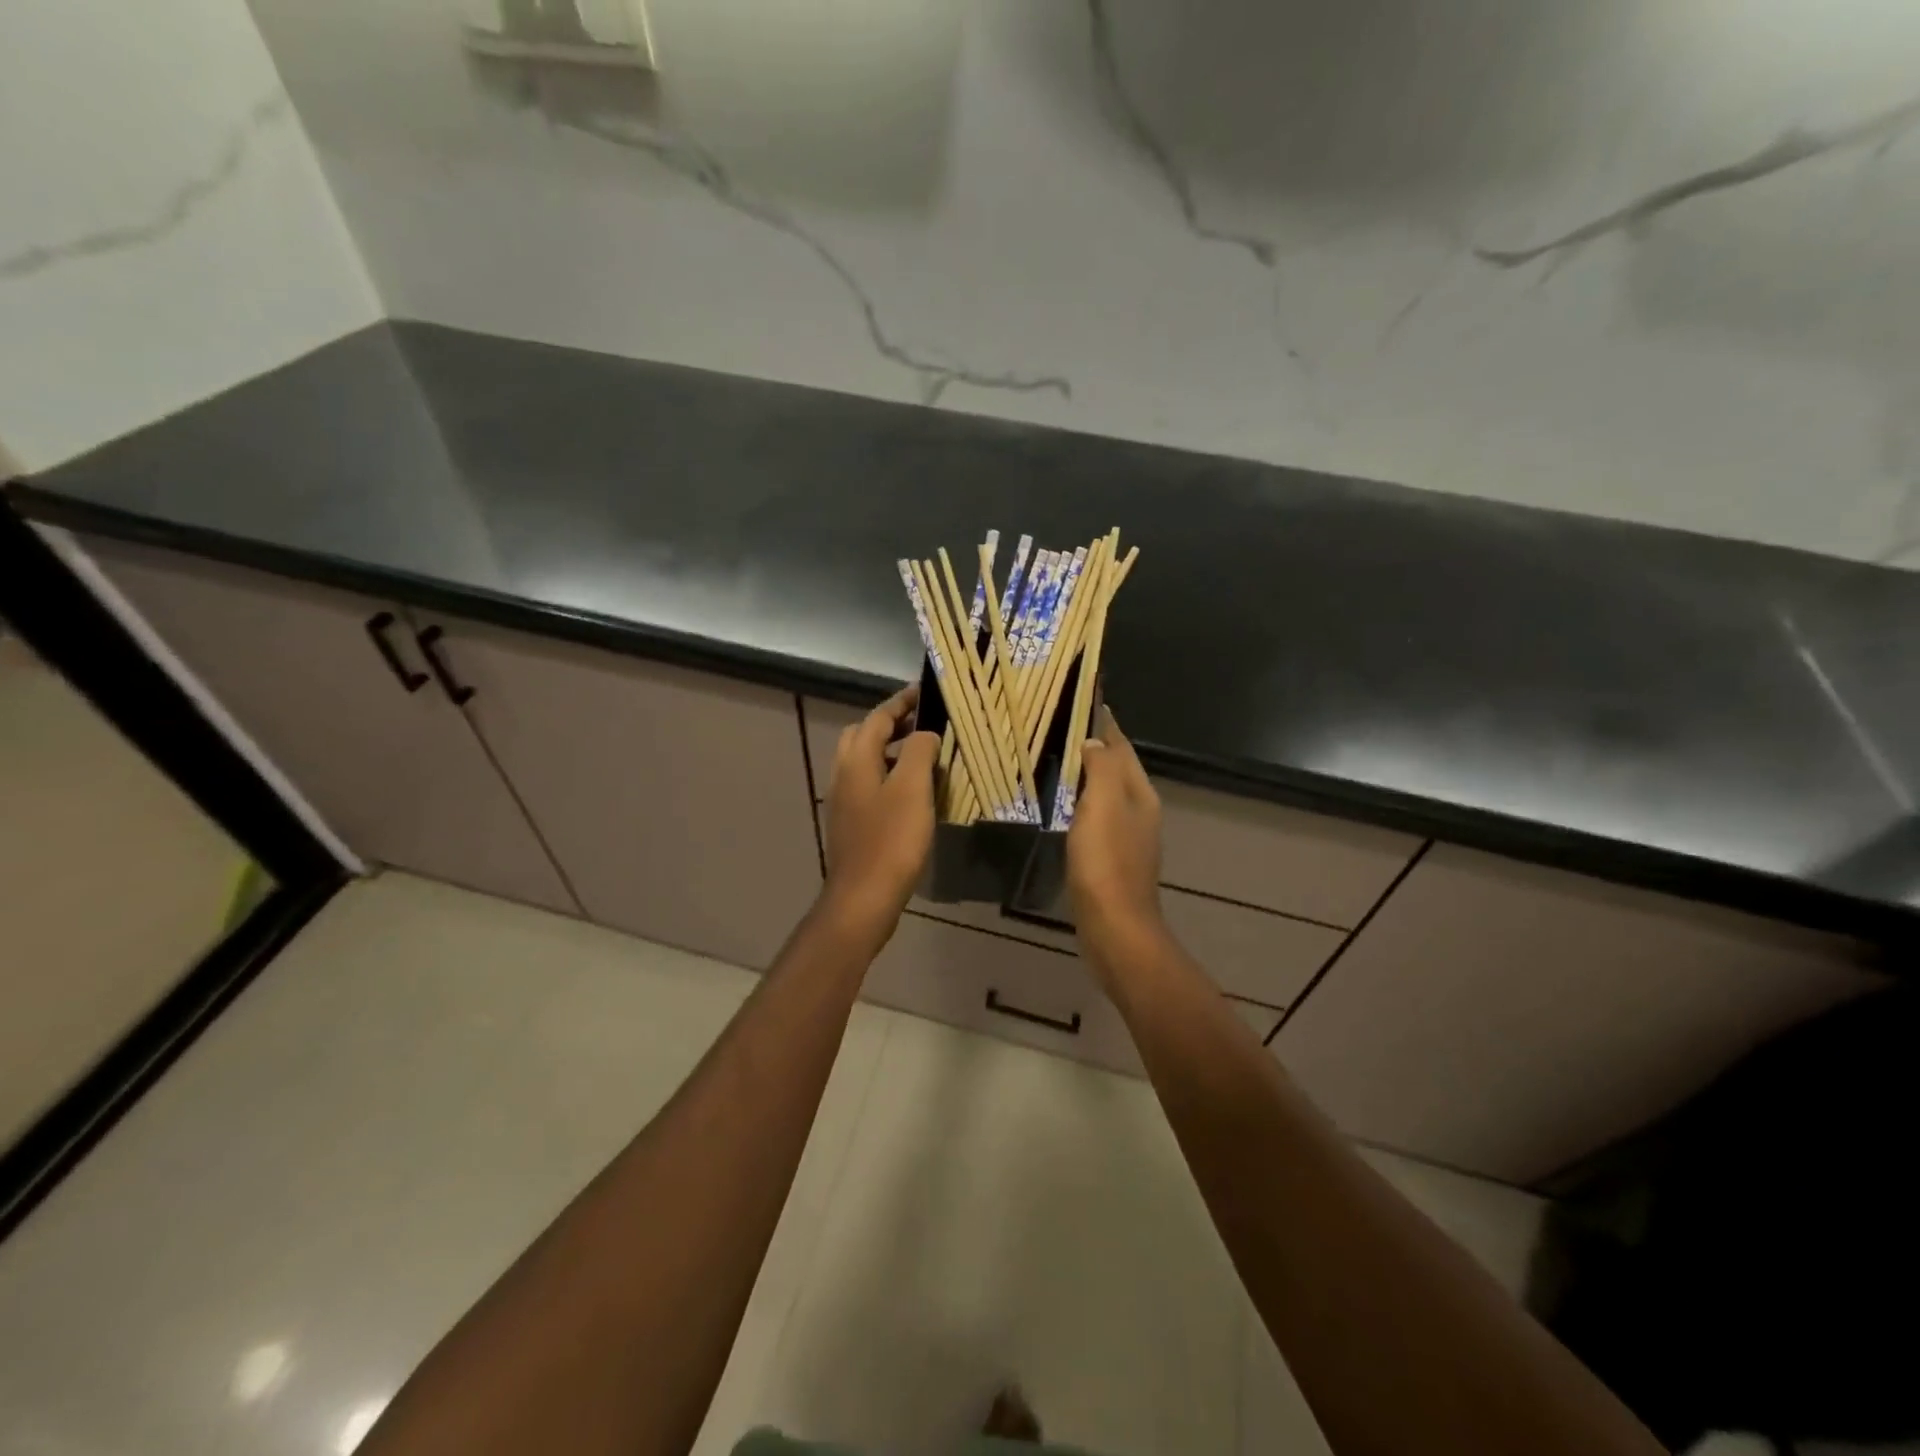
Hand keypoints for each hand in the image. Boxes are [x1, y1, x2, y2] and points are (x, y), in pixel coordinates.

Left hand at [819, 684, 939, 949]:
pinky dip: (890, 777)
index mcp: (856, 759)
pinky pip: (870, 786)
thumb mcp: (913, 788)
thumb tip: (924, 734)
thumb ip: (920, 751)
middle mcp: (844, 774)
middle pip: (863, 736)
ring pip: (866, 762)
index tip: (926, 693)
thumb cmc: (891, 839)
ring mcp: (844, 801)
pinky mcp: (851, 824)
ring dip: (892, 752)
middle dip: (892, 725)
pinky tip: (913, 795)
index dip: (902, 703)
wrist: (863, 897)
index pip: (878, 717)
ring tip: (925, 758)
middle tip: (924, 725)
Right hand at [1068, 707, 1166, 971]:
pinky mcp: (1111, 860)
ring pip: (1106, 794)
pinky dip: (1080, 804)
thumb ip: (1101, 768)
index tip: (1079, 702)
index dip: (1103, 724)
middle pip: (1116, 768)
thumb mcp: (1103, 805)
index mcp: (1140, 794)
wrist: (1114, 928)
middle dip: (1093, 747)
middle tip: (1056, 729)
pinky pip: (1095, 818)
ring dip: (1086, 776)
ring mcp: (1127, 838)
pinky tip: (1060, 807)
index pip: (1122, 747)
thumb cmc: (1106, 862)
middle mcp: (1139, 811)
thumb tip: (1095, 741)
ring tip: (1054, 761)